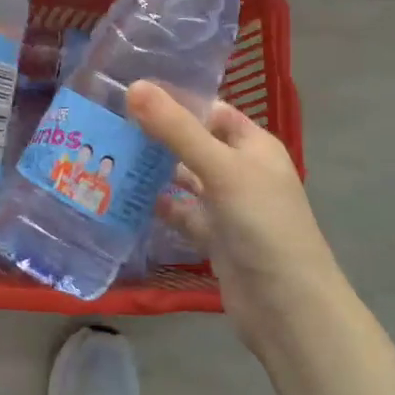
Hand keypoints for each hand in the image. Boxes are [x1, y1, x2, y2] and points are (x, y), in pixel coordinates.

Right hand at [127, 82, 346, 350]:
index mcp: (253, 145)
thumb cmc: (262, 224)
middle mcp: (241, 171)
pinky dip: (158, 206)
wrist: (288, 308)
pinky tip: (124, 198)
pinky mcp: (215, 238)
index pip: (210, 110)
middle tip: (107, 123)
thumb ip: (176, 129)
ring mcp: (227, 206)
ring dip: (153, 170)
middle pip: (193, 143)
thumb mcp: (220, 168)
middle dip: (156, 135)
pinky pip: (181, 214)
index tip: (128, 92)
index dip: (175, 100)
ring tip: (106, 155)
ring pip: (184, 179)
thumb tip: (135, 86)